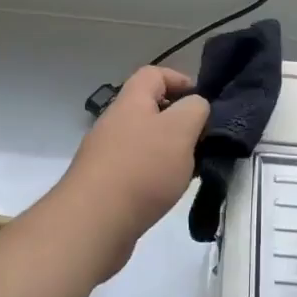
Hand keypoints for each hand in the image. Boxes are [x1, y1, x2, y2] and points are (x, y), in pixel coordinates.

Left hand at [57, 67, 209, 275]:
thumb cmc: (141, 168)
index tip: (203, 104)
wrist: (93, 223)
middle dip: (179, 122)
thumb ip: (195, 110)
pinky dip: (155, 176)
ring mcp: (106, 154)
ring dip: (169, 152)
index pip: (154, 73)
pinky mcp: (104, 184)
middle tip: (201, 141)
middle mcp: (115, 122)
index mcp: (131, 101)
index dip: (181, 80)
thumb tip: (195, 106)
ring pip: (145, 141)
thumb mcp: (180, 130)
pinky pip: (136, 168)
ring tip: (190, 171)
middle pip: (150, 108)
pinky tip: (167, 193)